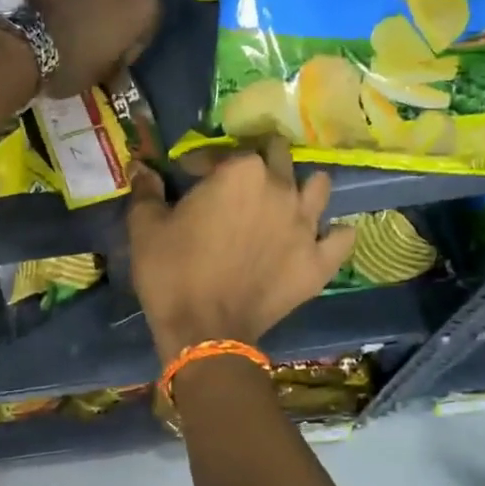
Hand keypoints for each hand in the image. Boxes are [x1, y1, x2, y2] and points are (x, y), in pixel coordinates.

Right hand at [127, 138, 356, 362]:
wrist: (204, 333)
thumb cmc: (172, 273)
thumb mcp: (146, 227)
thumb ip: (146, 190)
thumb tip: (142, 168)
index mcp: (240, 172)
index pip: (221, 152)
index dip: (200, 163)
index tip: (186, 178)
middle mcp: (281, 188)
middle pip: (278, 156)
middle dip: (258, 162)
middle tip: (237, 183)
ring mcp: (306, 225)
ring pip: (319, 186)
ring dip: (302, 187)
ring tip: (284, 201)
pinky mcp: (319, 261)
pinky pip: (342, 237)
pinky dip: (333, 234)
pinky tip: (320, 237)